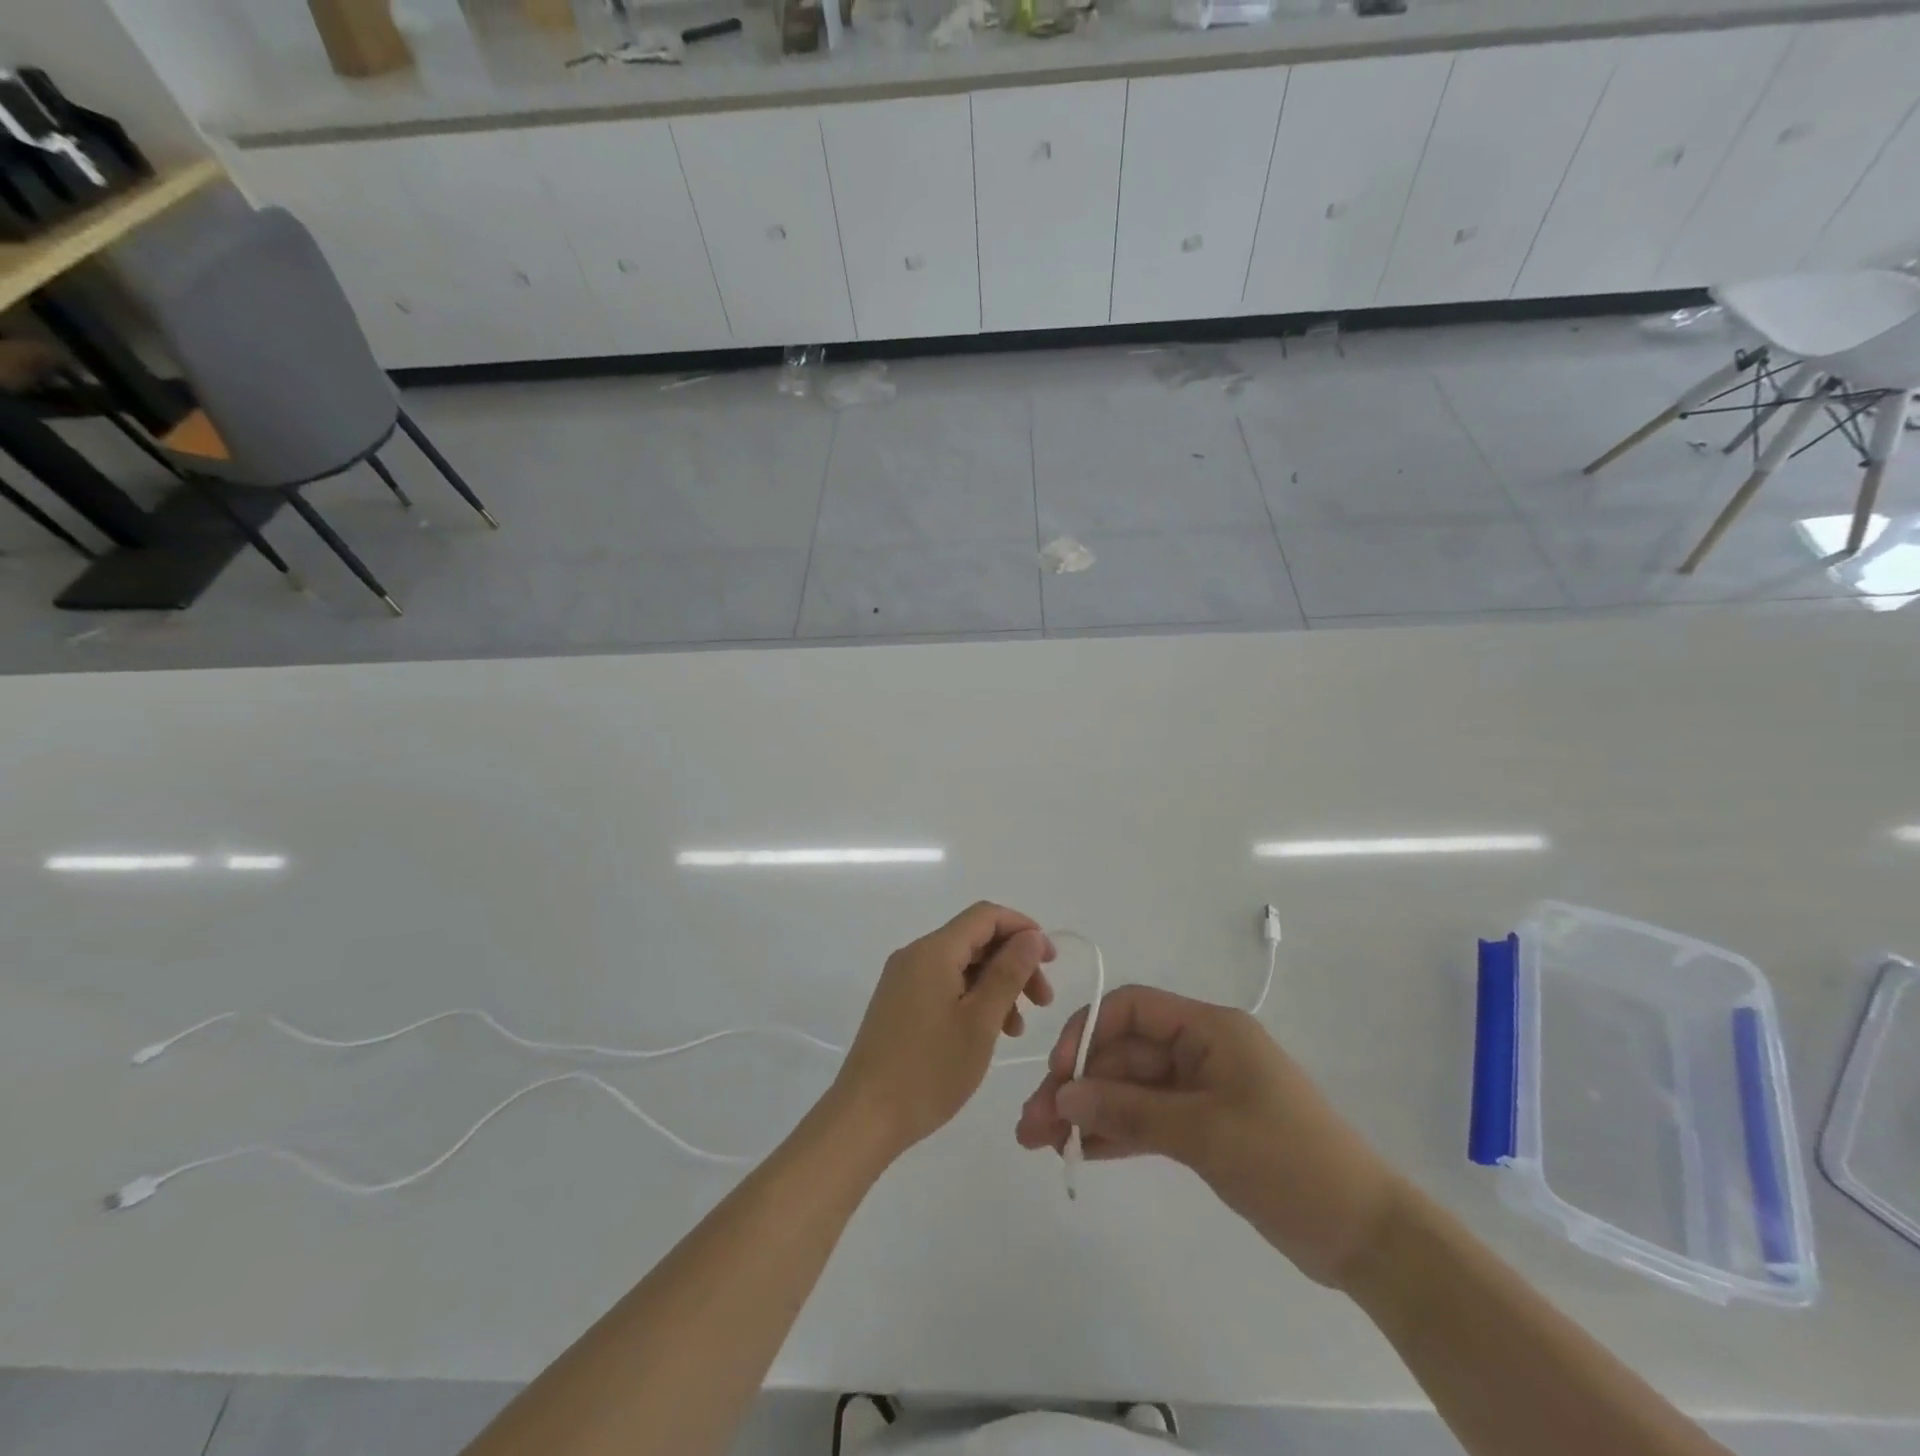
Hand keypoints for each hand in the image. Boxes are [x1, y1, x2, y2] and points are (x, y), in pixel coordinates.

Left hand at [833, 903, 1054, 1158]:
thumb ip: (1008, 973)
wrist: (865, 1117)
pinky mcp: (899, 1003)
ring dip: (996, 985)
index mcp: (933, 951)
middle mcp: (915, 955)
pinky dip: (973, 999)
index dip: (1023, 929)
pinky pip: (944, 985)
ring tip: (1017, 1027)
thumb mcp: (980, 1021)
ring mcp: (903, 980)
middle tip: (1043, 1001)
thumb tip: (1031, 936)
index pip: (985, 916)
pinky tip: (988, 1032)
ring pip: (961, 965)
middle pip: (975, 939)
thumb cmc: (929, 1070)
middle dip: (1013, 962)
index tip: (1051, 961)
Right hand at [1015, 986, 1404, 1289]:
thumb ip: (1130, 1111)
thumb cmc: (1288, 1161)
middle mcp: (1200, 1050)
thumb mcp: (1205, 1132)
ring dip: (1088, 1113)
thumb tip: (1063, 1097)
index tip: (1057, 1074)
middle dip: (1077, 1086)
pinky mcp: (1203, 1129)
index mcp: (1208, 1029)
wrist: (1364, 1234)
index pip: (1131, 1009)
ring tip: (1040, 1143)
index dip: (1088, 1032)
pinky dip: (1115, 1133)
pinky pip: (1147, 1121)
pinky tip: (1081, 1152)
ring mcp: (1201, 1091)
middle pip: (1124, 1055)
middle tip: (1031, 1126)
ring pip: (1130, 1091)